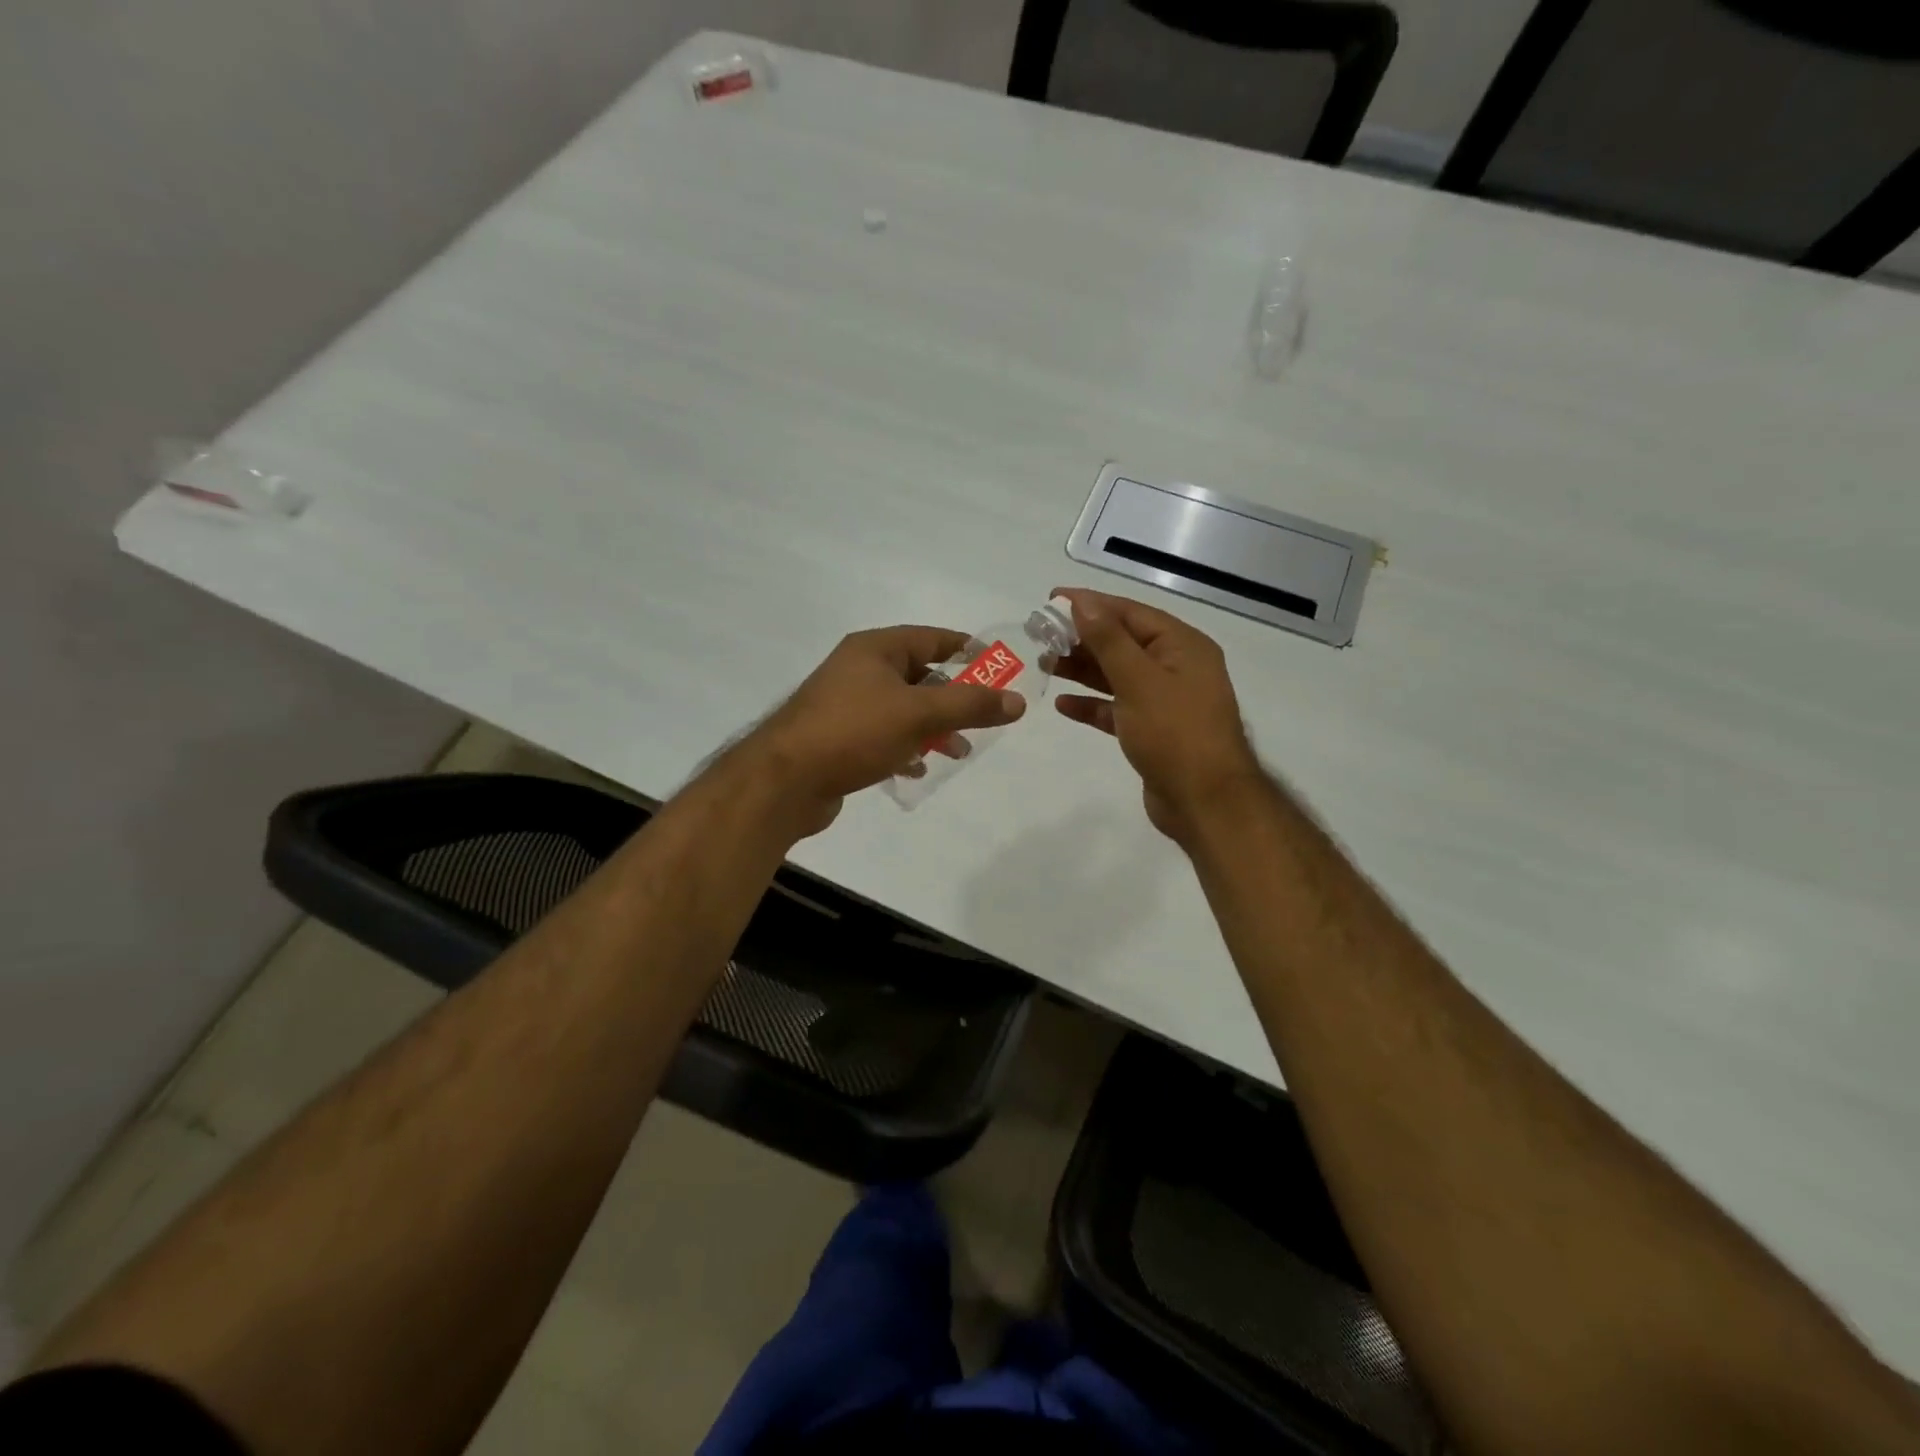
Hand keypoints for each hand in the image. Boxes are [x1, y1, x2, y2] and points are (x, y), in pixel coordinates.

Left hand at [735, 625, 1025, 835]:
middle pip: (919, 675)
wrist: (783, 781)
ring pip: (903, 709)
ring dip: (933, 727)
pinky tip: (919, 767)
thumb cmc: (853, 732)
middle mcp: (859, 670)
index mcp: (874, 649)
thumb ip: (970, 705)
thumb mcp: (919, 714)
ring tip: (959, 751)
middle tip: (985, 717)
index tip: (998, 668)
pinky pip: (883, 736)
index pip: (931, 638)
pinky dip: (906, 747)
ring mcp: (846, 706)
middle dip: (954, 697)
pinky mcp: (839, 739)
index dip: (967, 650)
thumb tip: (1017, 701)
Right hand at [1051, 588, 1261, 842]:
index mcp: (1182, 646)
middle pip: (1123, 642)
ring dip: (1083, 670)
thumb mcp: (1138, 680)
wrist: (1205, 802)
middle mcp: (1176, 667)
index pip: (1130, 613)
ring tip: (1045, 665)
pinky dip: (1092, 705)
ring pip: (1117, 675)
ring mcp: (1165, 701)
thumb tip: (1082, 601)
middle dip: (1082, 638)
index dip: (1091, 604)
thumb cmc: (1174, 733)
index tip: (1051, 600)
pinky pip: (1117, 708)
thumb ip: (1108, 639)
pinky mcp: (1152, 731)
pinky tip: (1063, 705)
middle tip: (1040, 637)